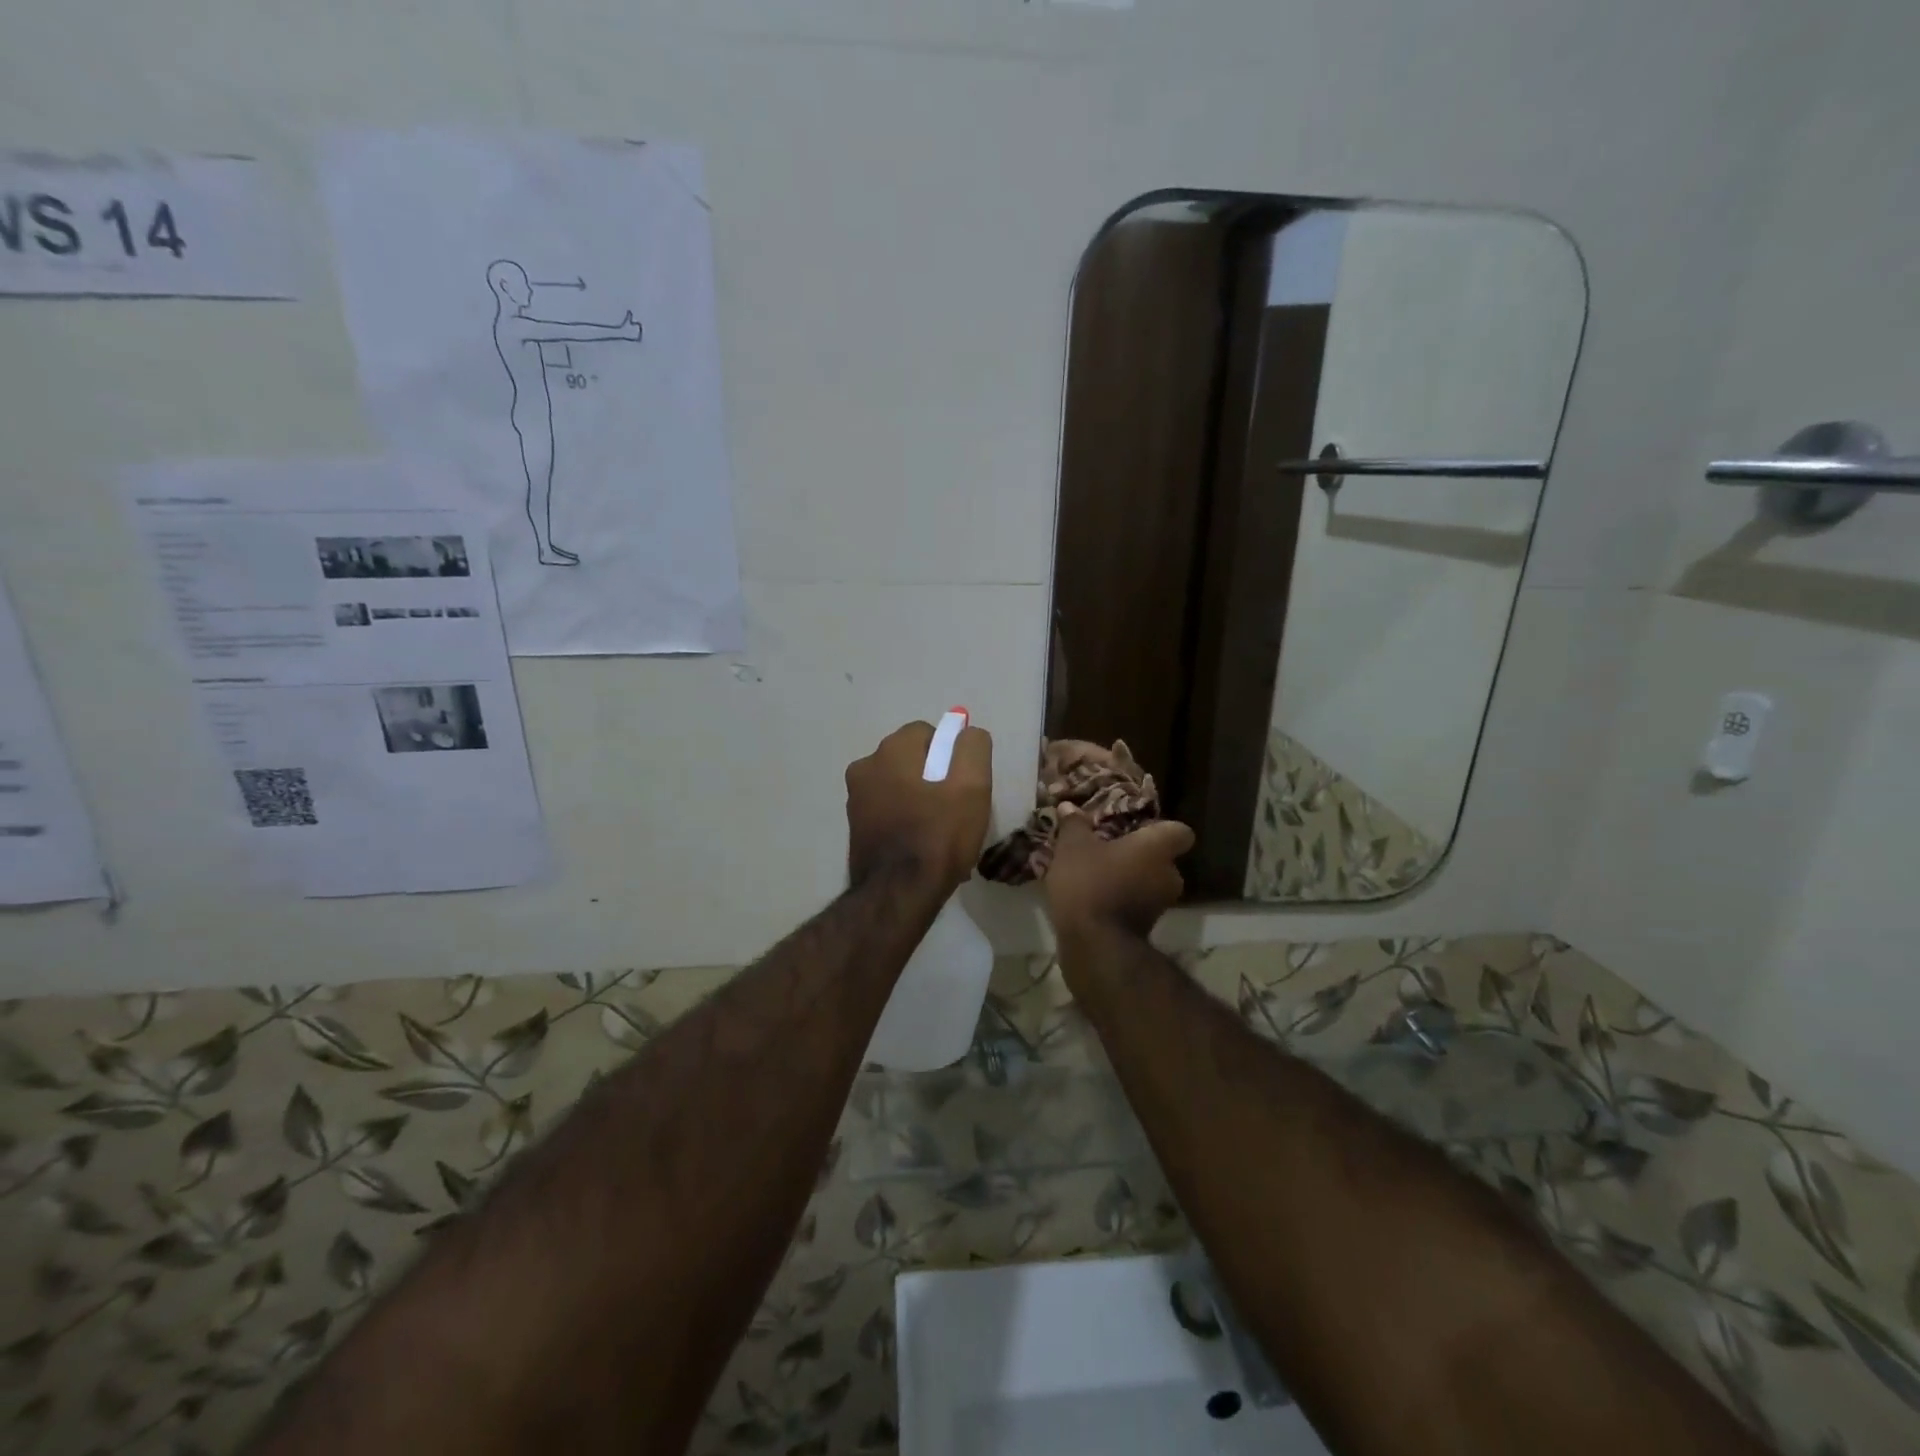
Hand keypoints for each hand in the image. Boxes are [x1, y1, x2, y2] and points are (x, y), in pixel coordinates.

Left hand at [846, 721, 992, 893]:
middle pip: (912, 760)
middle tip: (956, 810)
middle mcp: (865, 767)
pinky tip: (922, 846)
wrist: (898, 896)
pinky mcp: (855, 827)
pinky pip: (889, 810)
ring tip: (942, 833)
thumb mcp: (972, 786)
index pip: (927, 733)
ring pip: (900, 786)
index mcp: (890, 751)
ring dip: (921, 799)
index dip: (951, 755)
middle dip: (935, 777)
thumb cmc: (938, 836)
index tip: (964, 784)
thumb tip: (967, 732)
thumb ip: (972, 748)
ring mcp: (855, 799)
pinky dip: (906, 820)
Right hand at [1043, 811, 1194, 939]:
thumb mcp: (1072, 847)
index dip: (1164, 829)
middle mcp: (1169, 875)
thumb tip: (1068, 805)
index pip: (1181, 832)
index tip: (1141, 829)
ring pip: (1150, 883)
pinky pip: (1138, 904)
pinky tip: (1095, 898)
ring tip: (1099, 876)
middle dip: (1140, 856)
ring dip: (1131, 879)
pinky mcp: (1147, 928)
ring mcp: (1161, 905)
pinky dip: (1123, 900)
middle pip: (1163, 859)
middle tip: (1111, 850)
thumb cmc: (1090, 883)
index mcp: (1157, 848)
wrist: (1095, 944)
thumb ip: (1074, 825)